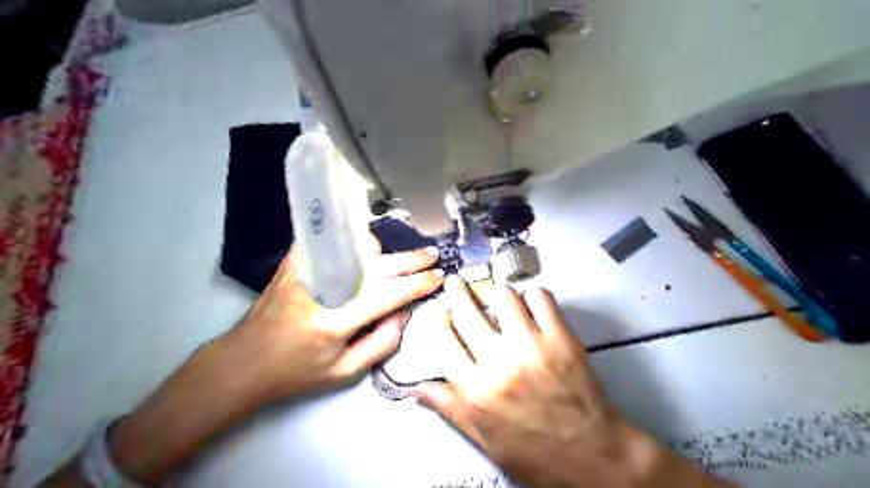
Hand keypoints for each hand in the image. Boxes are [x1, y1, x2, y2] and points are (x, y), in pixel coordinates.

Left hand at [97, 246, 443, 485]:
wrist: (243, 361)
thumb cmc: (296, 373)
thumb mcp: (344, 373)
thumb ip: (382, 343)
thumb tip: (405, 313)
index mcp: (337, 320)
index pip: (389, 293)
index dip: (418, 284)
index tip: (438, 277)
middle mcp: (324, 288)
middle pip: (377, 265)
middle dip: (410, 259)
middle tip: (432, 255)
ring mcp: (306, 271)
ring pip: (354, 246)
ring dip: (384, 248)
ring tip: (403, 254)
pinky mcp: (294, 263)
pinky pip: (330, 241)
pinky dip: (352, 240)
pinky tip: (367, 244)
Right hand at [416, 277, 731, 487]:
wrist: (594, 457)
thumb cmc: (538, 453)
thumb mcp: (485, 439)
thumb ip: (450, 408)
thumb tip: (417, 389)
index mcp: (476, 392)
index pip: (441, 339)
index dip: (437, 319)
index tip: (441, 312)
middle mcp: (500, 365)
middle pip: (466, 311)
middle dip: (456, 291)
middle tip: (457, 284)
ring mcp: (532, 348)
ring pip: (503, 296)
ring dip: (498, 294)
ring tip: (500, 300)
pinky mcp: (562, 339)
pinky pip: (540, 297)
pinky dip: (534, 296)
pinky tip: (532, 306)